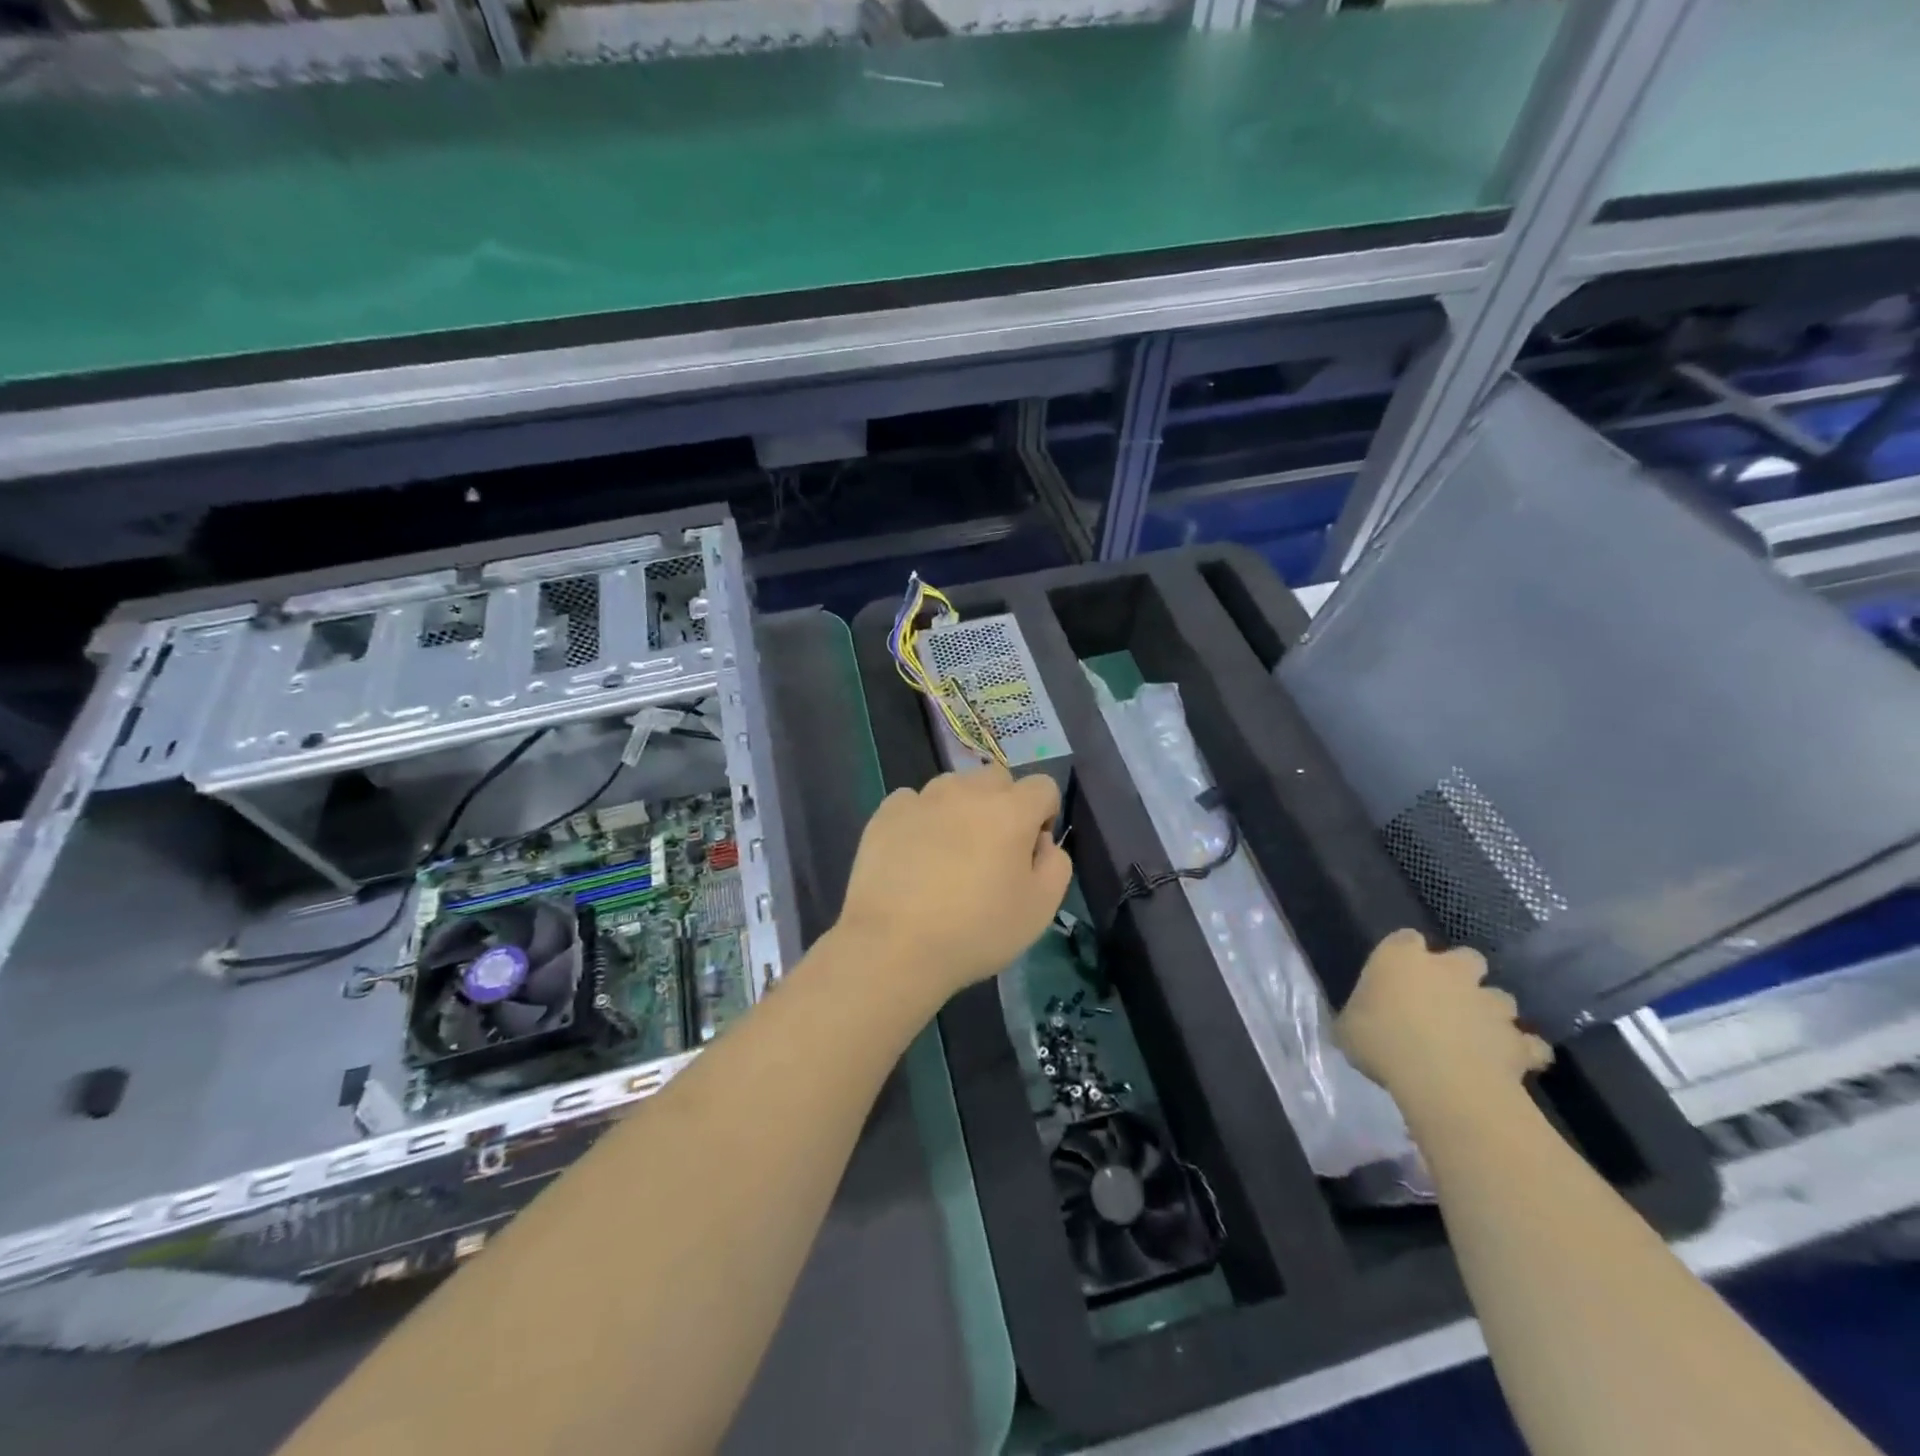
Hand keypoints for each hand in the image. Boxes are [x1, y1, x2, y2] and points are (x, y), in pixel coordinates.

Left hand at [834, 767, 1070, 1002]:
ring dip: (961, 807)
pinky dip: (920, 818)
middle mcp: (967, 791)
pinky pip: (913, 801)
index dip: (1044, 815)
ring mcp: (923, 798)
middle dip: (1003, 804)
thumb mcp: (1040, 909)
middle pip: (997, 778)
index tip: (1030, 850)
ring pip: (954, 785)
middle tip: (992, 849)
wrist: (894, 946)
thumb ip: (1055, 865)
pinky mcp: (887, 812)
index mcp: (1011, 811)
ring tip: (949, 851)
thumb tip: (1041, 842)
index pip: (1043, 786)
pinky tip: (914, 853)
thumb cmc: (976, 931)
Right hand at [1337, 930, 1551, 1116]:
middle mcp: (1450, 971)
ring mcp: (1489, 1003)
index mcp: (1401, 958)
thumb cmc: (1382, 1042)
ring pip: (1500, 998)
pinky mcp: (1518, 1040)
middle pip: (1466, 957)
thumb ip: (1355, 1018)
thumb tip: (1356, 1022)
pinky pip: (1528, 1043)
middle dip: (1462, 974)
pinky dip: (1522, 1050)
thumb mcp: (1347, 1030)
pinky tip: (1511, 1063)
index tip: (1396, 975)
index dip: (1403, 955)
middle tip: (1445, 999)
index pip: (1405, 939)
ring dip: (1491, 1012)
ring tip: (1477, 1034)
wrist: (1442, 1080)